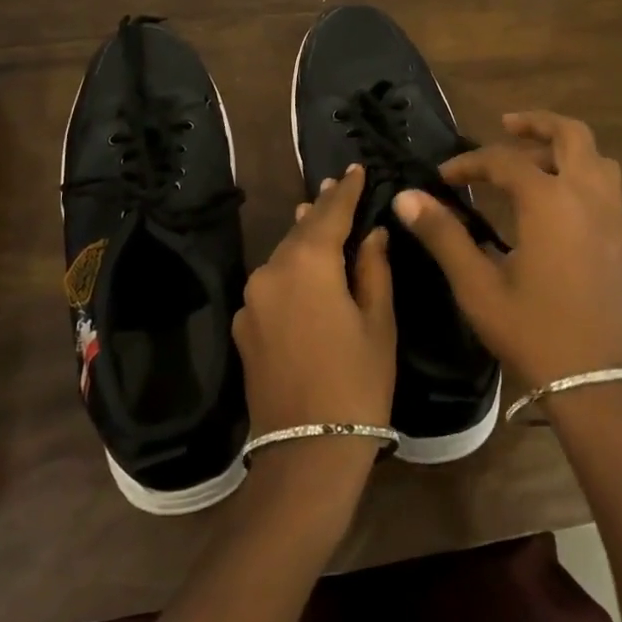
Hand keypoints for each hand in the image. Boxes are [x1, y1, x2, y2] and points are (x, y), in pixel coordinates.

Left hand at [233, 164, 396, 442]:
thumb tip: (372, 234)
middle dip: (321, 210)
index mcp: (308, 264)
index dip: (345, 191)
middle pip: (301, 232)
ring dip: (303, 238)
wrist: (305, 453)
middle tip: (337, 186)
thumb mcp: (378, 322)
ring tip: (317, 216)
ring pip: (282, 256)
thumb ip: (373, 269)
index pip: (330, 214)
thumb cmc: (357, 383)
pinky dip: (289, 269)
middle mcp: (271, 272)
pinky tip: (302, 271)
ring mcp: (251, 300)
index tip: (355, 168)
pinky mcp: (243, 326)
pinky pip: (271, 284)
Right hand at [394, 110, 621, 388]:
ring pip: (599, 161)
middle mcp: (586, 197)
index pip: (504, 160)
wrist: (595, 383)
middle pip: (571, 135)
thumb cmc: (531, 330)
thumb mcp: (476, 284)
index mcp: (548, 201)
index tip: (443, 177)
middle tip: (507, 126)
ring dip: (569, 151)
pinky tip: (571, 211)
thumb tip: (406, 197)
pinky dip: (591, 188)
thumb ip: (442, 234)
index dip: (470, 162)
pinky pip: (614, 198)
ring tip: (537, 163)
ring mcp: (614, 219)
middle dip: (538, 124)